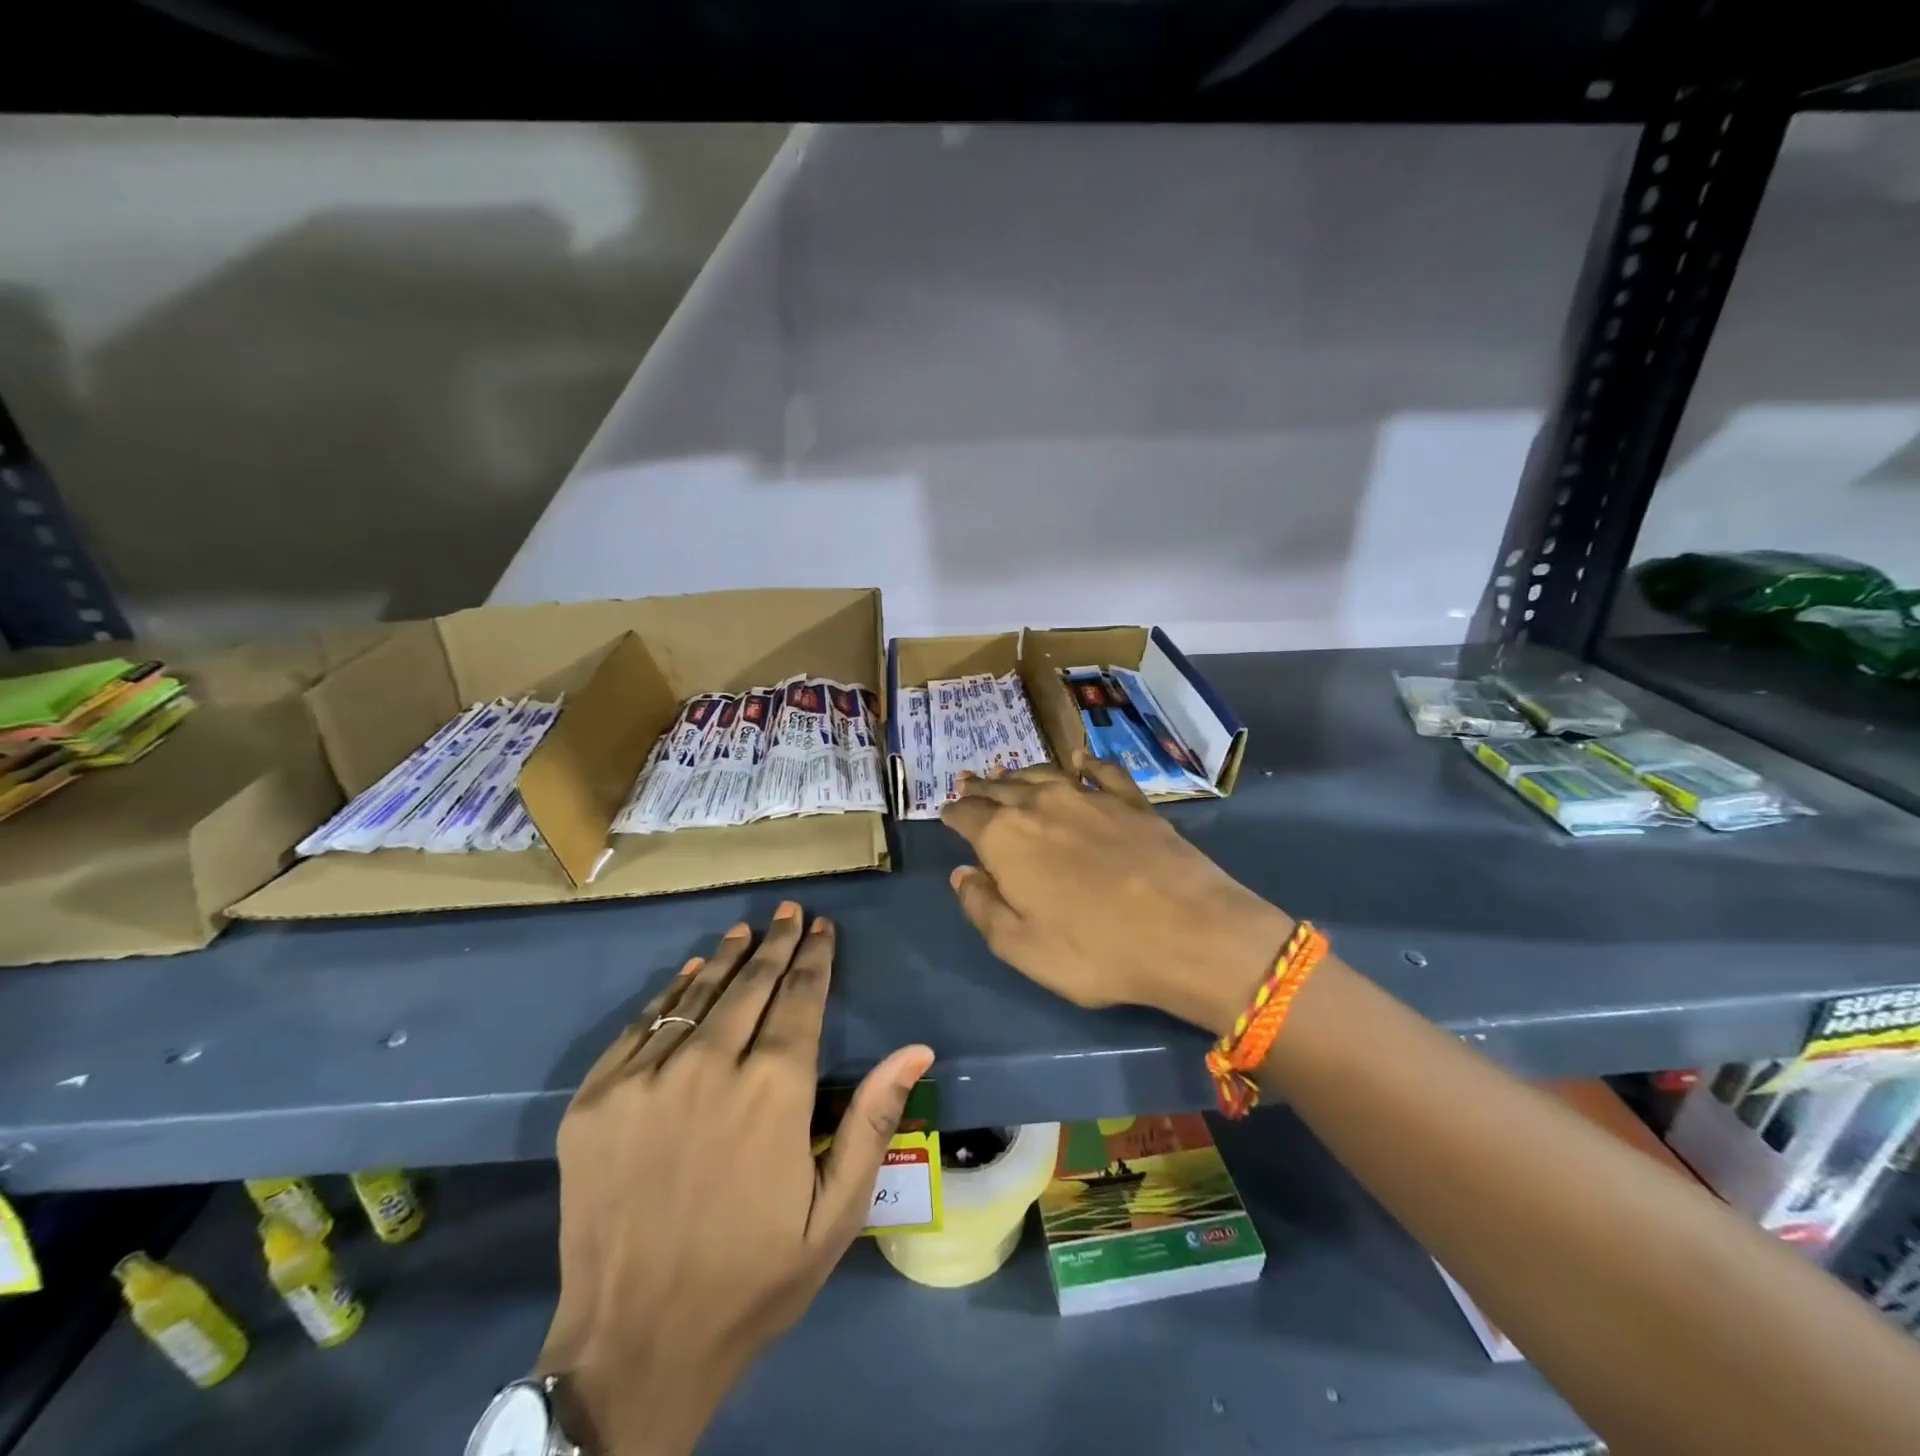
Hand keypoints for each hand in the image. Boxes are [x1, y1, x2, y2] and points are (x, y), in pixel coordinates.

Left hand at [540, 903, 934, 1455]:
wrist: (631, 1348)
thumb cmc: (752, 1279)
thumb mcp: (834, 1215)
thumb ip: (873, 1122)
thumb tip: (917, 1049)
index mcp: (773, 1091)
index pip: (800, 1000)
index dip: (814, 959)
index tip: (822, 927)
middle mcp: (709, 1068)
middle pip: (751, 986)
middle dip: (777, 944)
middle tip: (790, 911)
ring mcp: (645, 1080)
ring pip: (697, 995)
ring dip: (726, 958)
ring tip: (747, 930)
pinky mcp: (596, 1100)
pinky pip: (641, 1026)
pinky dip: (671, 993)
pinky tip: (688, 973)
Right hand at [941, 752, 1292, 1036]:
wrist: (1189, 932)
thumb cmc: (1095, 950)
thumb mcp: (1021, 947)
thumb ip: (983, 907)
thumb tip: (962, 874)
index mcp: (1006, 838)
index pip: (968, 816)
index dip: (953, 814)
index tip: (947, 813)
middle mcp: (1041, 804)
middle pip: (1001, 788)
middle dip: (981, 787)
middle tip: (969, 782)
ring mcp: (1089, 797)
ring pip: (1043, 773)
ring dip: (1020, 773)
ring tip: (1008, 773)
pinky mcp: (1131, 800)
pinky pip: (1101, 771)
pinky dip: (1085, 763)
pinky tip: (1079, 759)